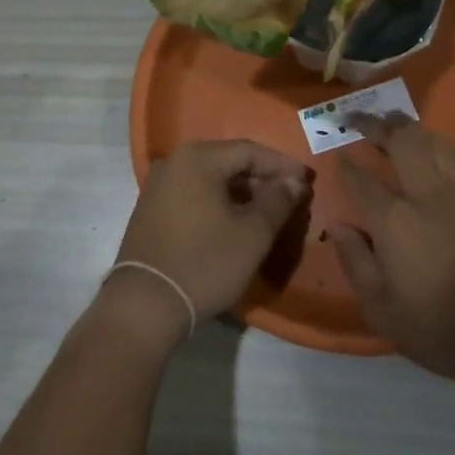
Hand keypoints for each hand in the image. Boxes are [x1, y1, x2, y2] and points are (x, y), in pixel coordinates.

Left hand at [110, 140, 312, 341]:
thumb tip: (293, 182)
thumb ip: (277, 201)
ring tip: (268, 211)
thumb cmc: (205, 263)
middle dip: (261, 178)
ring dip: (241, 191)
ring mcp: (158, 186)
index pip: (249, 151)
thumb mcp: (253, 234)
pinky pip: (193, 193)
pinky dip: (218, 201)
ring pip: (210, 178)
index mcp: (197, 159)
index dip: (282, 165)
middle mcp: (173, 162)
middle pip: (227, 161)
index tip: (307, 181)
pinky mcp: (151, 208)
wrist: (146, 303)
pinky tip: (235, 221)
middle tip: (291, 197)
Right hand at [332, 114, 454, 386]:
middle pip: (402, 143)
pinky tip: (437, 149)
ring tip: (394, 122)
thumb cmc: (443, 328)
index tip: (340, 153)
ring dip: (410, 128)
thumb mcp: (383, 311)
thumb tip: (338, 227)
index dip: (348, 164)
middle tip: (360, 118)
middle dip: (377, 125)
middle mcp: (429, 196)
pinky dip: (442, 146)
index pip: (364, 180)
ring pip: (435, 142)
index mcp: (396, 222)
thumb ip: (356, 263)